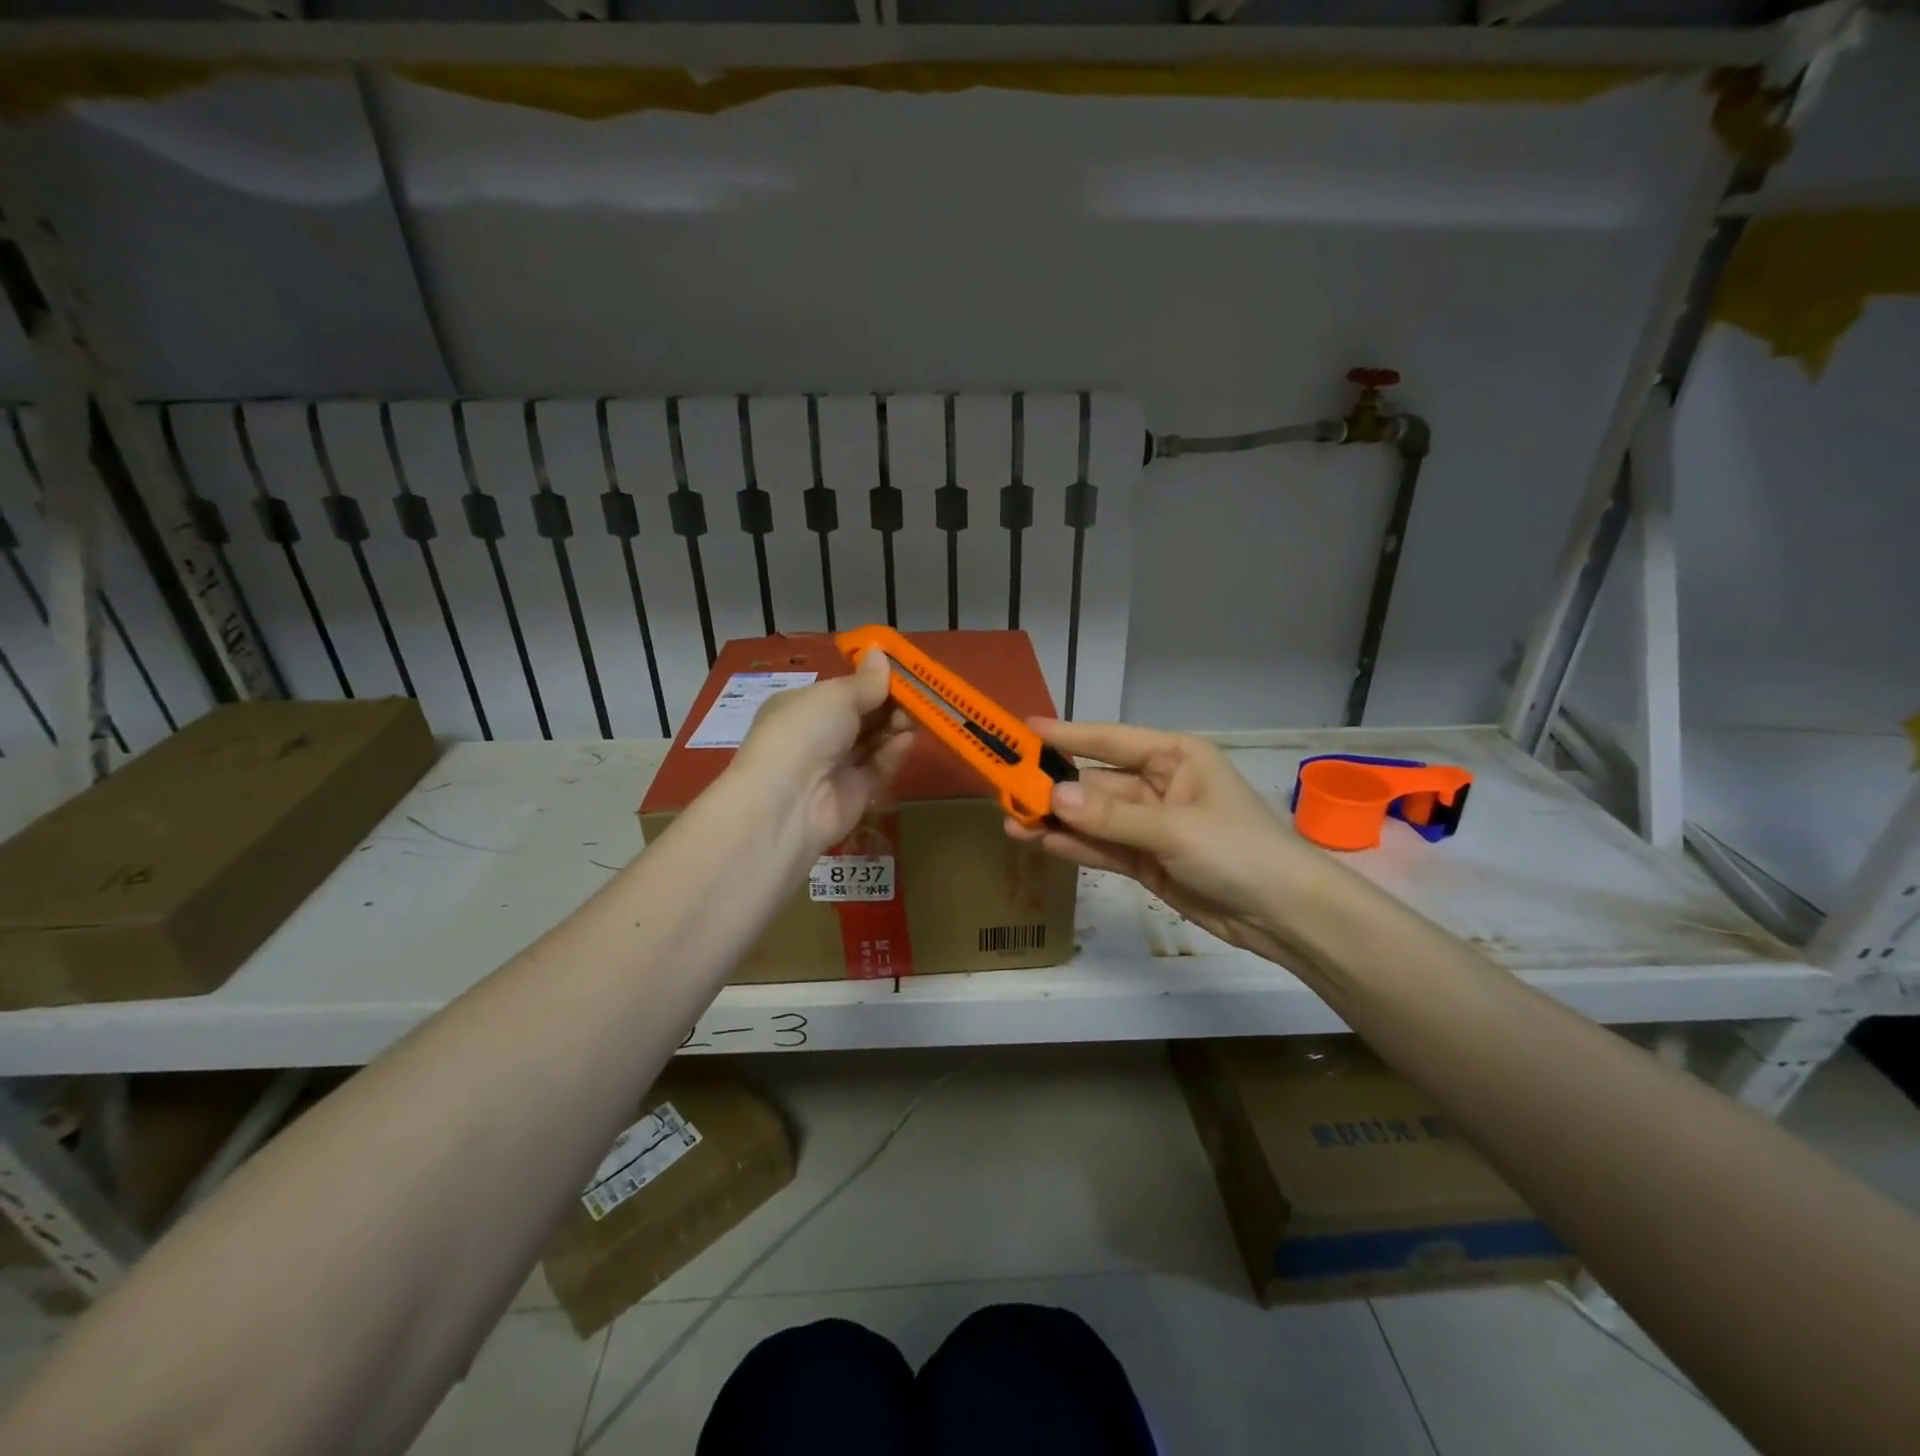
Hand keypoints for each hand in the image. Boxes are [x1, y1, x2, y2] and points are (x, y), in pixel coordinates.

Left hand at [729, 650, 914, 860]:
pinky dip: (893, 752)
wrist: (788, 801)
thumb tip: (881, 653)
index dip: (870, 681)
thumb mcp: (836, 695)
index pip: (841, 690)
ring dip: (894, 726)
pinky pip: (878, 768)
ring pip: (872, 741)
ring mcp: (834, 766)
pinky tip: (909, 739)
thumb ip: (866, 681)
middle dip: (888, 704)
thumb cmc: (805, 731)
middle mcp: (815, 735)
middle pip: (860, 715)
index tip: (901, 672)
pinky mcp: (854, 793)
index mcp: (801, 706)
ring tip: (917, 715)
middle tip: (916, 695)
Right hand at [1005, 720, 1342, 966]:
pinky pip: (1104, 848)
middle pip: (1096, 782)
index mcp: (1174, 757)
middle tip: (1006, 791)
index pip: (1109, 741)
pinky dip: (1076, 847)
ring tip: (1013, 823)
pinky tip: (1041, 844)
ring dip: (1057, 821)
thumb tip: (1053, 797)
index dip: (1066, 735)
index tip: (1023, 731)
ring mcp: (1151, 825)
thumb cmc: (1239, 851)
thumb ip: (1112, 816)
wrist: (1284, 915)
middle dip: (1054, 788)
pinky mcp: (1147, 861)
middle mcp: (1159, 784)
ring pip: (1094, 818)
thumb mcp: (1175, 828)